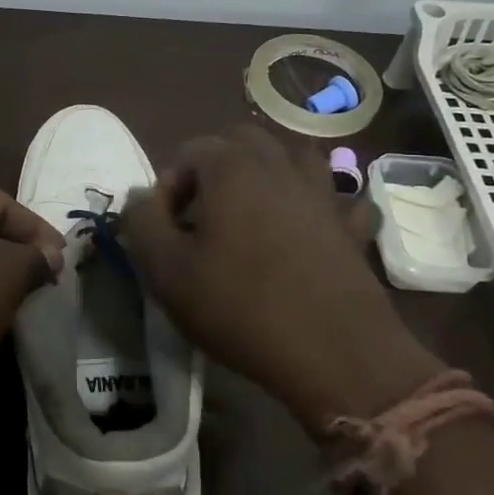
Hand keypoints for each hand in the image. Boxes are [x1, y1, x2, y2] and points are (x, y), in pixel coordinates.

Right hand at [122, 126, 444, 428]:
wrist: (334, 352)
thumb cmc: (240, 305)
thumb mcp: (166, 270)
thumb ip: (142, 221)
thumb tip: (142, 195)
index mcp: (231, 167)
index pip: (189, 152)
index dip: (169, 188)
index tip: (167, 230)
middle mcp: (279, 166)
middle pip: (242, 142)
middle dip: (217, 169)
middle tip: (205, 216)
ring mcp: (322, 193)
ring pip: (294, 158)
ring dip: (270, 174)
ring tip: (254, 214)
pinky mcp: (351, 227)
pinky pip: (339, 200)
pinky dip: (323, 206)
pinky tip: (312, 230)